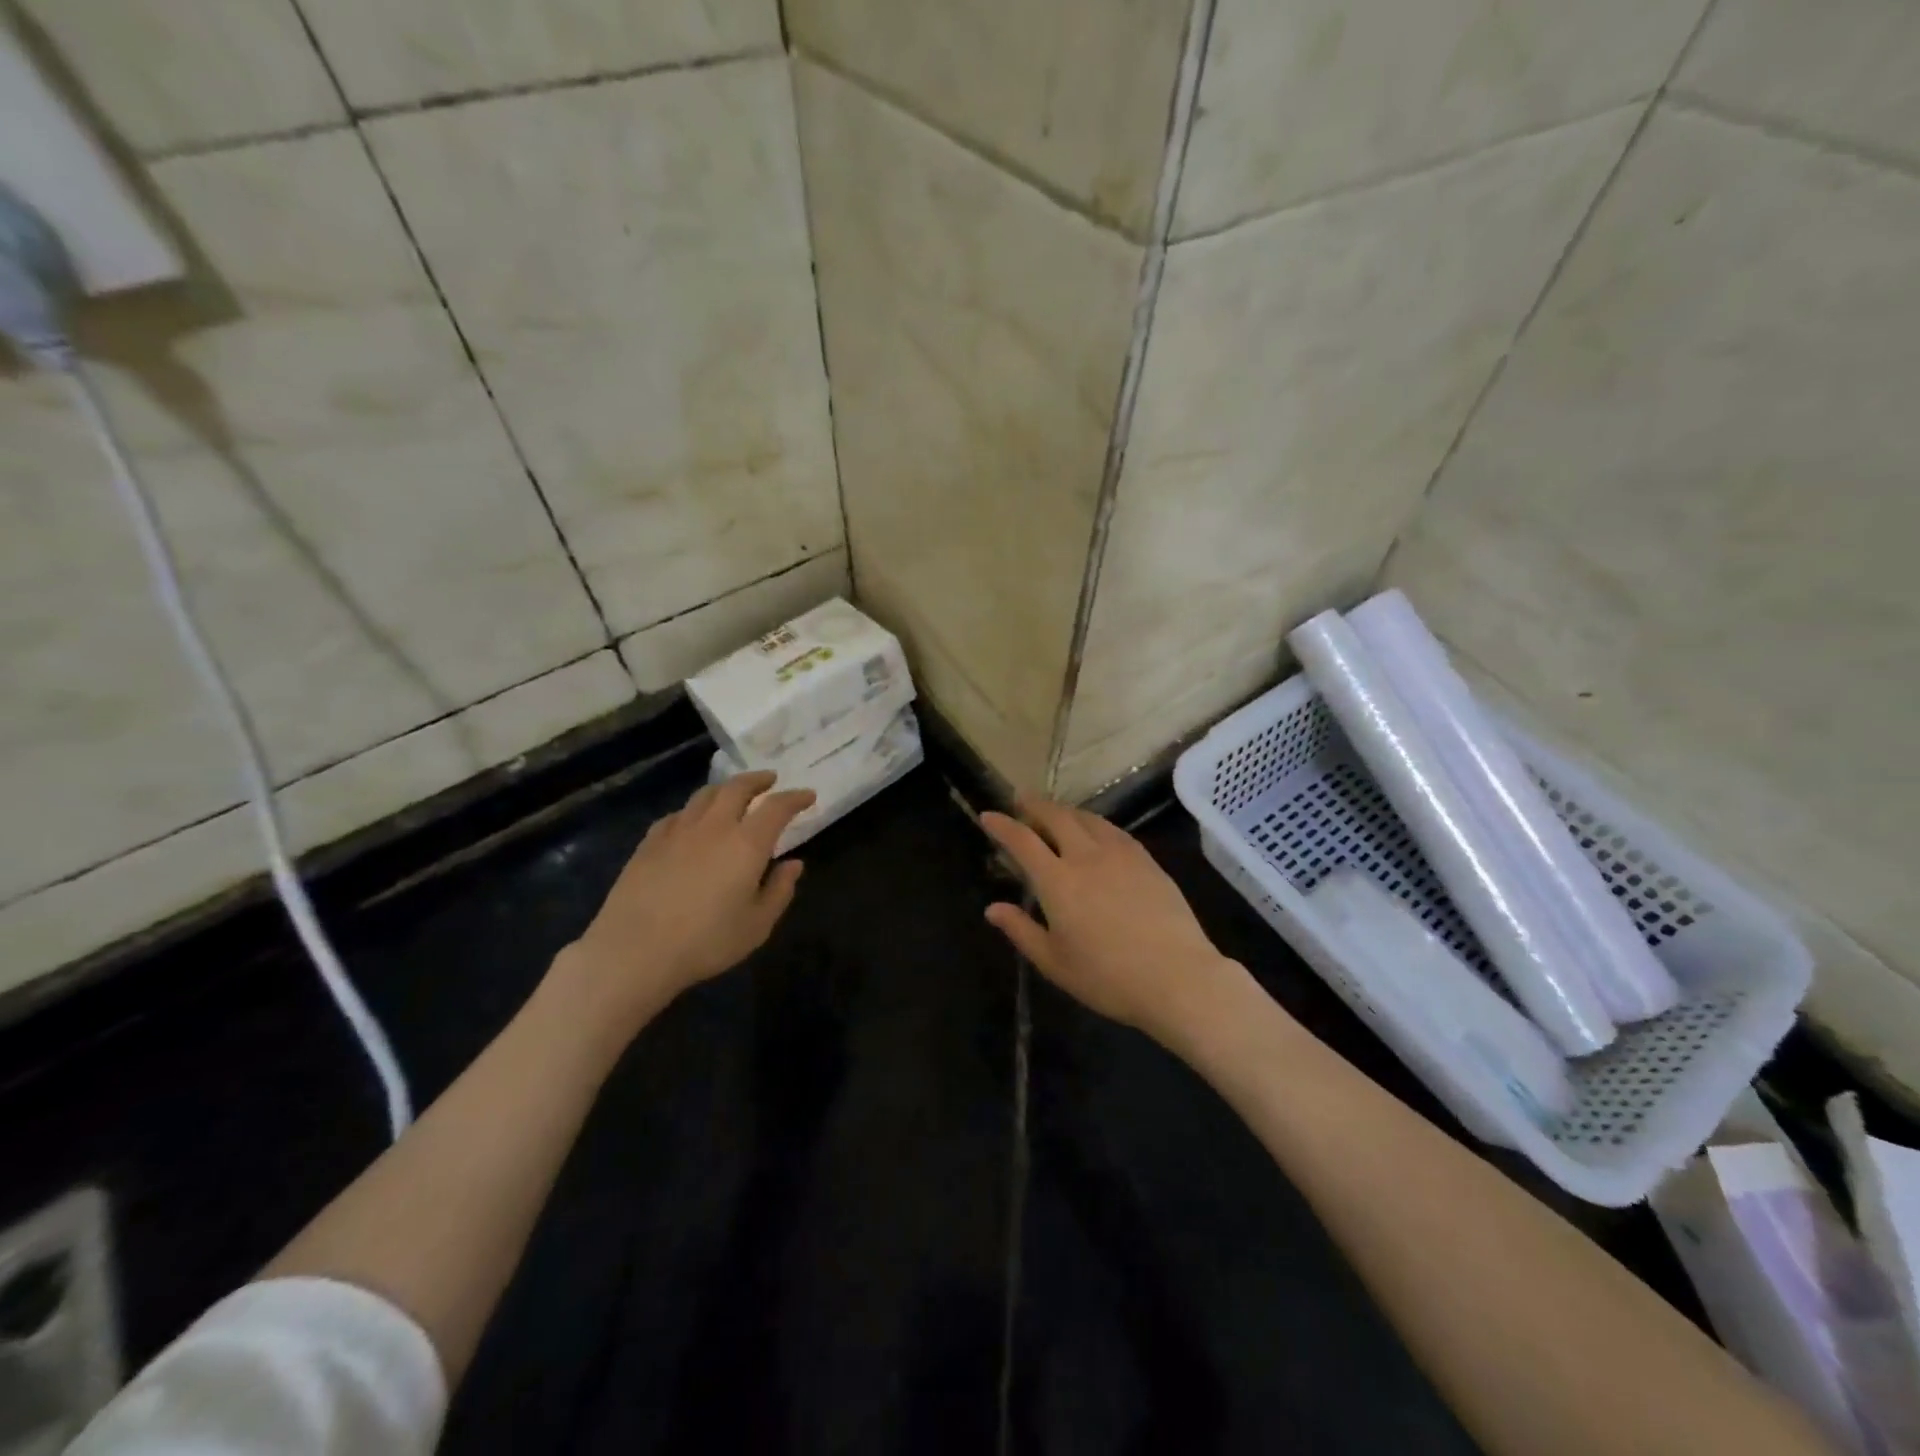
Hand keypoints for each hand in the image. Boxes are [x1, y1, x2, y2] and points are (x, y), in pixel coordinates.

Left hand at [554, 771, 814, 1031]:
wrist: (634, 951)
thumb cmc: (706, 942)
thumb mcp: (757, 925)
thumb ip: (779, 890)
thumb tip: (793, 864)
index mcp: (746, 844)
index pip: (777, 807)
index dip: (795, 798)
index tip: (808, 796)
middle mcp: (714, 827)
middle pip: (737, 788)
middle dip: (758, 780)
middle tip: (770, 780)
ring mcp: (678, 831)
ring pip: (705, 795)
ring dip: (725, 789)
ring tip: (733, 794)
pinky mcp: (649, 843)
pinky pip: (677, 815)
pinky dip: (693, 811)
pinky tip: (691, 822)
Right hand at [980, 798, 1243, 1042]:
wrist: (1178, 977)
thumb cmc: (1109, 978)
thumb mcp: (1055, 963)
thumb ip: (1021, 931)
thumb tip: (993, 909)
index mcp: (1058, 881)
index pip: (1023, 841)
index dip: (1002, 825)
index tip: (988, 815)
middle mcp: (1086, 857)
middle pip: (1056, 817)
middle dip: (1034, 805)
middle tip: (1021, 799)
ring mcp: (1121, 854)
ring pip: (1087, 818)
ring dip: (1065, 810)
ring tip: (1055, 812)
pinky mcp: (1147, 860)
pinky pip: (1113, 830)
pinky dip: (1094, 822)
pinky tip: (1095, 830)